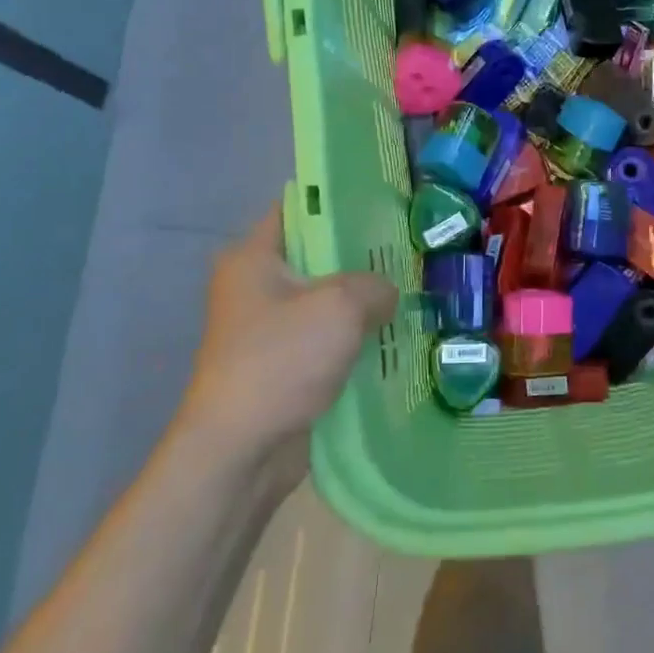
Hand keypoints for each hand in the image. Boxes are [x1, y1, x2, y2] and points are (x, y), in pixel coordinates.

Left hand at [178, 208, 397, 489]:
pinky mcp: (284, 363)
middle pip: (317, 255)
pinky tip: (395, 335)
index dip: (340, 201)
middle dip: (362, 256)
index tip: (385, 203)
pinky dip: (355, 336)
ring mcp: (269, 328)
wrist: (241, 451)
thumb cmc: (281, 361)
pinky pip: (326, 337)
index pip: (298, 209)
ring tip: (412, 290)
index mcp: (253, 257)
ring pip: (326, 300)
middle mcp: (256, 285)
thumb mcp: (340, 306)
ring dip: (363, 301)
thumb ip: (374, 285)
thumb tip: (386, 294)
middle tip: (410, 250)